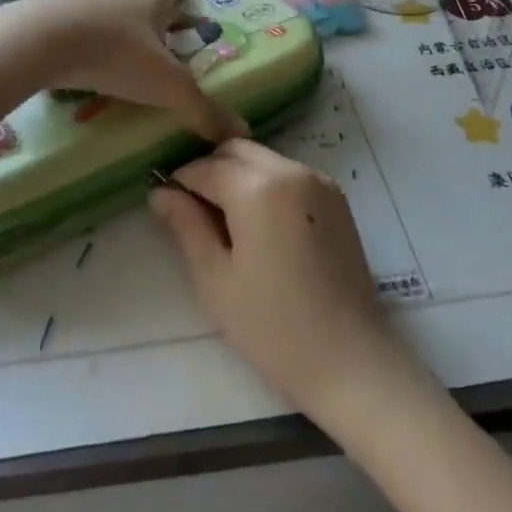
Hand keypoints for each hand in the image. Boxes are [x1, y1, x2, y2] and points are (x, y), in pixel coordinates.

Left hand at [22, 0, 246, 144]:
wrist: (42, 40)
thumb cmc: (116, 55)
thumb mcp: (167, 87)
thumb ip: (202, 109)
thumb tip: (242, 132)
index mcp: (149, 5)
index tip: (188, 7)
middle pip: (138, 2)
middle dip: (149, 22)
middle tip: (157, 48)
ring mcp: (78, 3)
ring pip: (103, 15)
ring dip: (112, 34)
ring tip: (115, 65)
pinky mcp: (47, 19)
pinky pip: (69, 29)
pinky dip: (78, 45)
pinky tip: (75, 69)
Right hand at [150, 139, 410, 420]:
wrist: (350, 361)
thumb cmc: (272, 328)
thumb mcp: (215, 280)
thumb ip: (186, 226)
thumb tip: (161, 193)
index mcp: (258, 187)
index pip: (205, 167)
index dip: (180, 182)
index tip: (167, 205)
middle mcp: (291, 170)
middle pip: (236, 150)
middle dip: (211, 170)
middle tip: (196, 213)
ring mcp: (319, 180)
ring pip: (263, 158)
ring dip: (239, 176)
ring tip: (229, 224)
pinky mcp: (336, 197)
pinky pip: (288, 173)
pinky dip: (267, 184)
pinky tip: (262, 227)